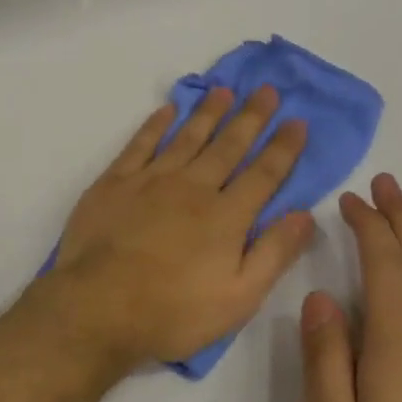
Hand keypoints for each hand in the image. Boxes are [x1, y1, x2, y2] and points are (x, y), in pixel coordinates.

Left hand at [39, 87, 313, 373]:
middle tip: (267, 90)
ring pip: (187, 137)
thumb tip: (304, 214)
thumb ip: (273, 253)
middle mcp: (192, 188)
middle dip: (251, 117)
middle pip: (228, 146)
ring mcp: (150, 181)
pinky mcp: (115, 182)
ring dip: (208, 112)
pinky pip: (140, 144)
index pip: (264, 174)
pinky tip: (167, 110)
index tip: (298, 120)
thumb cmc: (171, 312)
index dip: (283, 147)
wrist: (97, 307)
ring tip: (224, 90)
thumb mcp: (238, 298)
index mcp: (226, 217)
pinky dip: (155, 124)